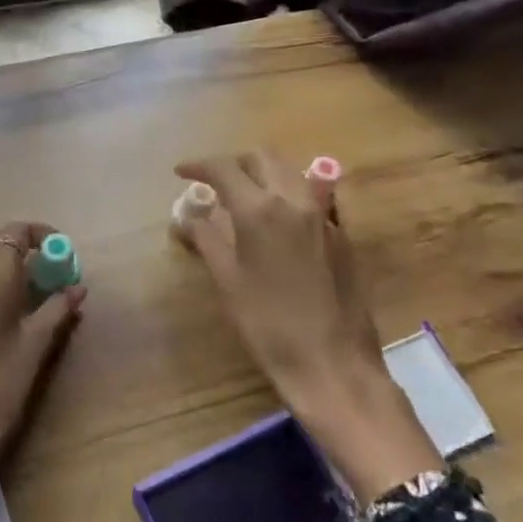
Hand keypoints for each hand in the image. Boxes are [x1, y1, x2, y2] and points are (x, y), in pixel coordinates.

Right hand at [176, 151, 441, 498]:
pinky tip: (279, 218)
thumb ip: (207, 240)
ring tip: (245, 194)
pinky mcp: (342, 233)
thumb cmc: (269, 325)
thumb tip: (187, 218)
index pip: (224, 169)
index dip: (199, 166)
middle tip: (215, 182)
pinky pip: (313, 195)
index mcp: (261, 210)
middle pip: (262, 158)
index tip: (181, 172)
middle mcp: (295, 200)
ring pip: (291, 171)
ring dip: (264, 172)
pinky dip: (289, 192)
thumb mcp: (228, 281)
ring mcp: (324, 215)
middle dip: (235, 162)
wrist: (333, 363)